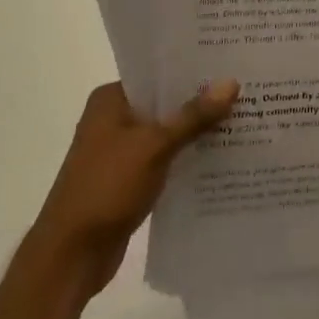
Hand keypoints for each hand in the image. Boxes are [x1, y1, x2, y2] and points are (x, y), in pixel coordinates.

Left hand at [28, 79, 239, 301]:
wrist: (71, 255)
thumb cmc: (107, 187)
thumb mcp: (154, 146)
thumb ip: (193, 116)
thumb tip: (231, 82)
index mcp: (110, 100)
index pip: (157, 74)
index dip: (192, 70)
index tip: (230, 64)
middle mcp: (113, 120)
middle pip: (164, 104)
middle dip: (201, 103)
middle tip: (246, 92)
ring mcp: (120, 152)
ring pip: (167, 134)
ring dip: (197, 133)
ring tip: (243, 122)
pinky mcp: (128, 181)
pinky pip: (165, 161)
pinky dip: (187, 160)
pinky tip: (221, 160)